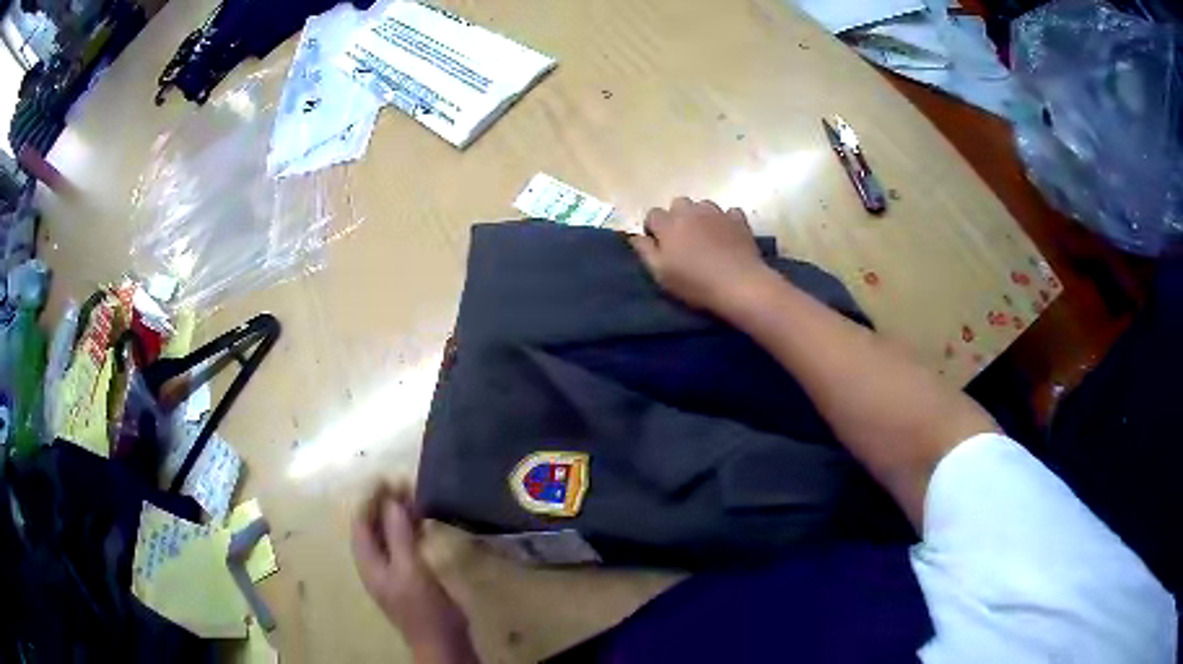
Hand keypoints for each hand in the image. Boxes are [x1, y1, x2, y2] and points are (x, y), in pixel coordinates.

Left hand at [351, 482, 476, 663]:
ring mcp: (393, 570)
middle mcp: (376, 563)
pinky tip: (423, 520)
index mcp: (369, 562)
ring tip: (414, 495)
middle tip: (404, 484)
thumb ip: (399, 535)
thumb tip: (391, 502)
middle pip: (374, 527)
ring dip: (398, 515)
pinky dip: (410, 530)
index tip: (387, 479)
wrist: (442, 641)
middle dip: (385, 505)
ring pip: (390, 535)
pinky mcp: (410, 575)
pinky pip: (404, 544)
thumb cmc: (423, 607)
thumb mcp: (411, 569)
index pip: (361, 522)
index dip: (370, 499)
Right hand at [630, 198, 771, 313]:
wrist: (739, 284)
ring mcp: (716, 212)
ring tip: (706, 237)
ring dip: (700, 217)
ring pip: (703, 205)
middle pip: (678, 204)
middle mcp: (690, 211)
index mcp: (668, 223)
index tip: (660, 245)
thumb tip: (635, 236)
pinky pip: (728, 212)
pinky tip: (727, 236)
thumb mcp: (661, 273)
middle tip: (683, 240)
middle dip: (677, 217)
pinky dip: (725, 220)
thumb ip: (645, 251)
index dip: (654, 229)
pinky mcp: (738, 219)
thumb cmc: (695, 282)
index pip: (653, 214)